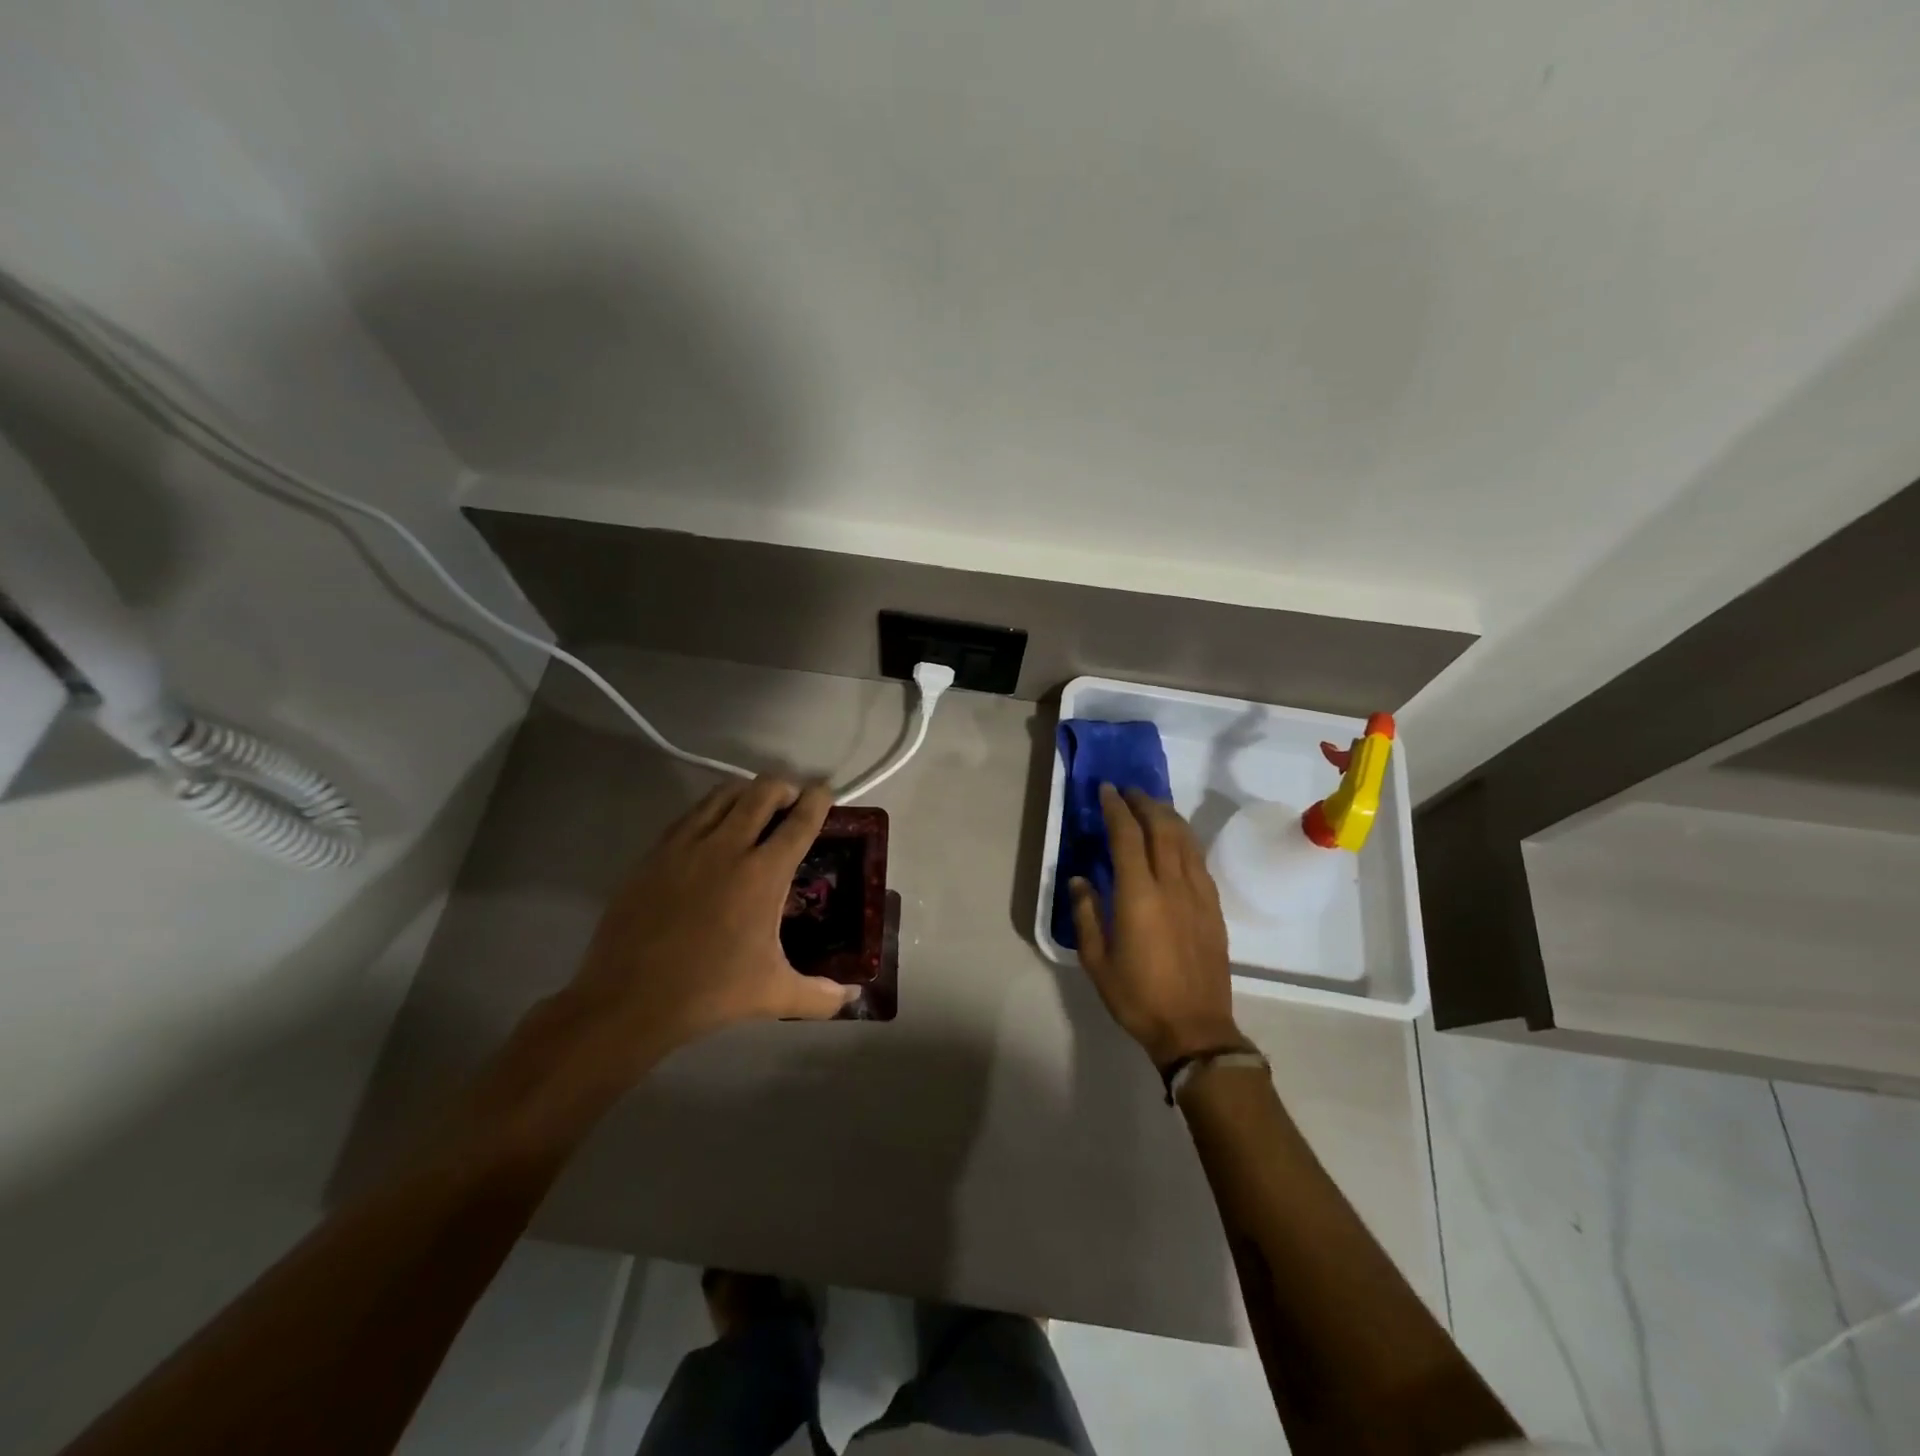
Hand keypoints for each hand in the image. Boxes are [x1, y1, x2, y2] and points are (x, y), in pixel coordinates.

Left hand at [561, 777, 858, 1081]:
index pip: (800, 822)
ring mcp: (687, 845)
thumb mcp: (775, 995)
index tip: (826, 791)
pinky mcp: (655, 853)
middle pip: (762, 792)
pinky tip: (713, 828)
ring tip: (755, 806)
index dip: (818, 800)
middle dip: (784, 787)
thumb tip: (854, 996)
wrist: (629, 999)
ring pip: (723, 795)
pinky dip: (711, 809)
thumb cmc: (710, 992)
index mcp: (763, 874)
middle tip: (792, 800)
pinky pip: (691, 814)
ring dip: (747, 792)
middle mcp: (728, 847)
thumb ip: (821, 996)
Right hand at [1070, 785, 1244, 1068]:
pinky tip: (1176, 839)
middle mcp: (1171, 885)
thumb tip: (1080, 880)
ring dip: (1167, 815)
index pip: (1127, 836)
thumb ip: (1086, 914)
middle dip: (1144, 803)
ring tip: (1152, 805)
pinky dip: (1185, 839)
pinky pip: (1198, 859)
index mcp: (1138, 895)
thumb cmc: (1137, 997)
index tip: (1106, 790)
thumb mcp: (1096, 961)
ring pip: (1185, 839)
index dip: (1116, 809)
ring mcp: (1198, 894)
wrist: (1195, 1029)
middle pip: (1161, 828)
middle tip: (1128, 791)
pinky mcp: (1213, 907)